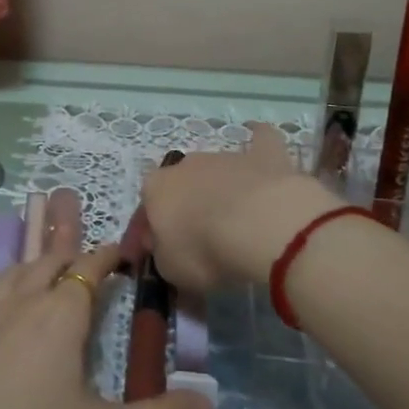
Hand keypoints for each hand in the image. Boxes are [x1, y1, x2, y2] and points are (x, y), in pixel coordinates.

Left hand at [0, 244, 211, 408]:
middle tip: (84, 258)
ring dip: (31, 265)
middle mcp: (25, 302)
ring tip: (41, 264)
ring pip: (12, 275)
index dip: (107, 256)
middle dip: (70, 255)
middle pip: (49, 263)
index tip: (121, 252)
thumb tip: (209, 402)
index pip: (89, 269)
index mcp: (64, 314)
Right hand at [140, 124, 335, 291]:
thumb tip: (167, 249)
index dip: (147, 238)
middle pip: (179, 187)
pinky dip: (259, 139)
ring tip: (234, 219)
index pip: (144, 214)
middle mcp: (185, 165)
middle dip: (183, 208)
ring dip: (218, 189)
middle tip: (196, 240)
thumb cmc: (205, 250)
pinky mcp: (263, 155)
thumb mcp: (170, 270)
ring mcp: (225, 157)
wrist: (260, 226)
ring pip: (214, 171)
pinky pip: (260, 140)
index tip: (154, 259)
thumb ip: (163, 256)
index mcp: (155, 189)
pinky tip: (259, 139)